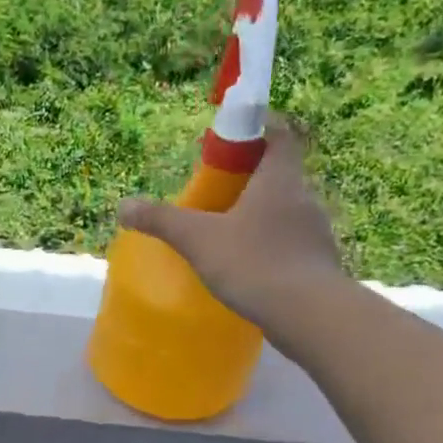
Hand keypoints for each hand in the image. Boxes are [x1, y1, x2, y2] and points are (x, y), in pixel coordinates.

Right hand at [118, 113, 347, 340]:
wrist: (311, 315)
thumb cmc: (254, 263)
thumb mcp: (198, 239)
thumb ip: (161, 220)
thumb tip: (123, 206)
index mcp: (280, 180)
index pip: (279, 135)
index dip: (259, 127)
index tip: (233, 134)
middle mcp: (304, 198)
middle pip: (279, 174)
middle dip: (249, 177)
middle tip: (217, 190)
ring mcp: (316, 232)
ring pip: (285, 211)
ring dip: (260, 215)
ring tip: (227, 233)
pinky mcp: (319, 264)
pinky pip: (291, 243)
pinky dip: (269, 246)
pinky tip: (247, 267)